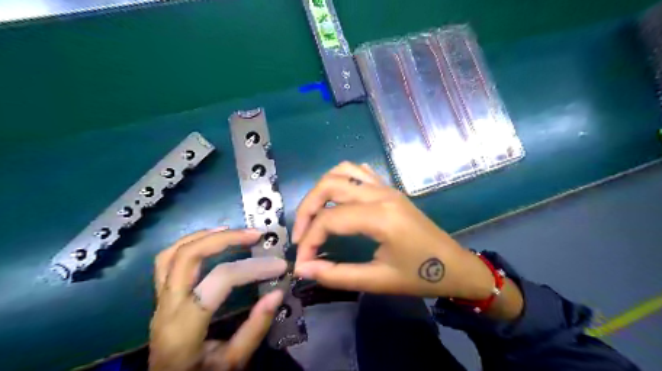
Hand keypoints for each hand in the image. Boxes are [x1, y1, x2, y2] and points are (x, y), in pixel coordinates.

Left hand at [152, 227, 287, 368]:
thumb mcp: (233, 362)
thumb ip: (255, 328)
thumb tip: (277, 292)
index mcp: (184, 327)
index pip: (219, 280)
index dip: (253, 268)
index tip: (279, 266)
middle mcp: (166, 308)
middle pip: (187, 257)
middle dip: (225, 239)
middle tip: (254, 234)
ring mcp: (159, 301)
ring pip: (171, 254)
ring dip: (204, 236)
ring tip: (232, 231)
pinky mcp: (161, 298)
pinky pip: (167, 262)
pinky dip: (189, 244)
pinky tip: (211, 241)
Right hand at [291, 163, 493, 301]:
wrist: (455, 266)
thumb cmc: (420, 277)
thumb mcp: (377, 281)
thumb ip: (336, 274)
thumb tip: (303, 269)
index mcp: (381, 217)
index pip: (329, 219)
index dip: (308, 240)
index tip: (301, 263)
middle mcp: (381, 194)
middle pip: (329, 185)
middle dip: (307, 209)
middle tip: (300, 235)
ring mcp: (386, 187)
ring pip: (342, 171)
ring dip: (321, 190)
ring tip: (314, 215)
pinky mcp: (389, 189)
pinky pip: (359, 172)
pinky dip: (340, 180)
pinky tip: (336, 200)